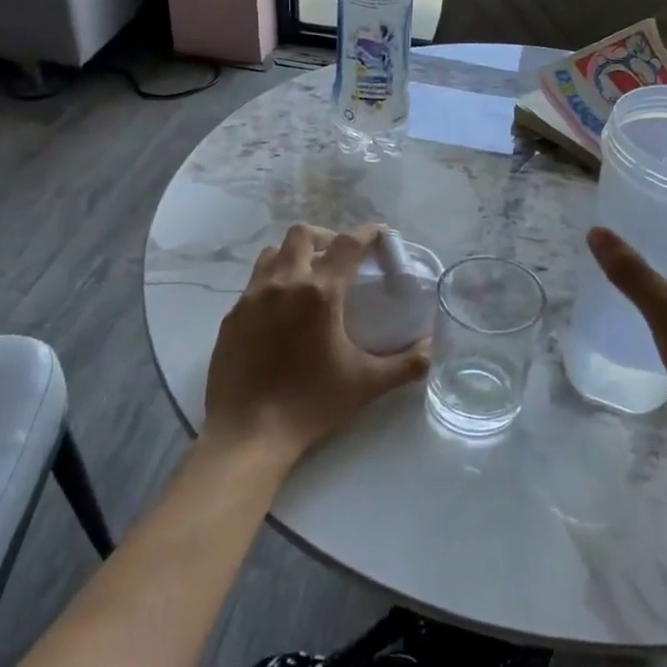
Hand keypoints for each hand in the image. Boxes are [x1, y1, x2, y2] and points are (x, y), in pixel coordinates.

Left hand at [203, 223, 430, 462]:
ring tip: (309, 276)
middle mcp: (283, 283)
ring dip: (295, 254)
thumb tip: (434, 348)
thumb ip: (407, 364)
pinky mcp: (232, 317)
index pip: (347, 244)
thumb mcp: (367, 384)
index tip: (380, 234)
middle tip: (342, 258)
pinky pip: (254, 283)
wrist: (247, 433)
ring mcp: (252, 298)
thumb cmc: (311, 404)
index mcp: (320, 293)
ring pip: (273, 253)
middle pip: (303, 234)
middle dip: (326, 237)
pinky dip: (273, 281)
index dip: (367, 233)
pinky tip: (281, 311)